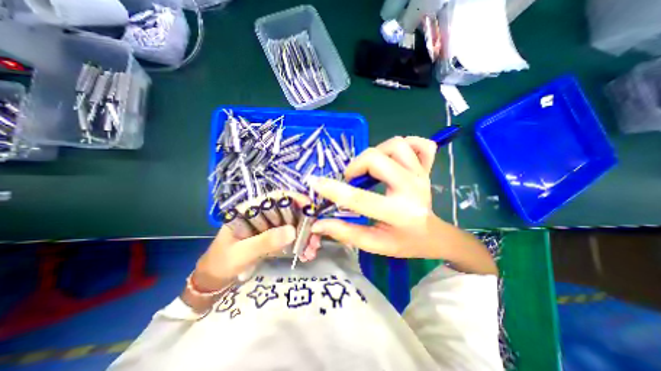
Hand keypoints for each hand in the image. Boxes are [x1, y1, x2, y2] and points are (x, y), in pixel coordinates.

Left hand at [192, 193, 317, 290]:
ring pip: (293, 224)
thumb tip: (292, 231)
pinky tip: (306, 254)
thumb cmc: (221, 262)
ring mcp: (270, 226)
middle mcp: (263, 214)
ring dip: (305, 236)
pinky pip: (291, 237)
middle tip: (315, 238)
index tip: (310, 208)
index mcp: (251, 210)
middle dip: (305, 223)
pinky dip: (300, 244)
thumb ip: (264, 242)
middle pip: (290, 211)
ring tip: (312, 250)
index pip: (276, 197)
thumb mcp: (241, 253)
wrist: (215, 280)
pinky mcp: (274, 237)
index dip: (295, 198)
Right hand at [305, 135, 442, 258]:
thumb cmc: (403, 242)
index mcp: (398, 213)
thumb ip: (345, 233)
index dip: (333, 189)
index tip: (315, 182)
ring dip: (377, 153)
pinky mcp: (427, 168)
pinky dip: (406, 145)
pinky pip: (420, 144)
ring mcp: (421, 175)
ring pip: (396, 144)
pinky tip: (394, 159)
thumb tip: (318, 224)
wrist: (432, 235)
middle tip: (352, 179)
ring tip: (371, 168)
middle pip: (376, 158)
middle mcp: (411, 189)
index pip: (359, 198)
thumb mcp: (374, 244)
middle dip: (356, 165)